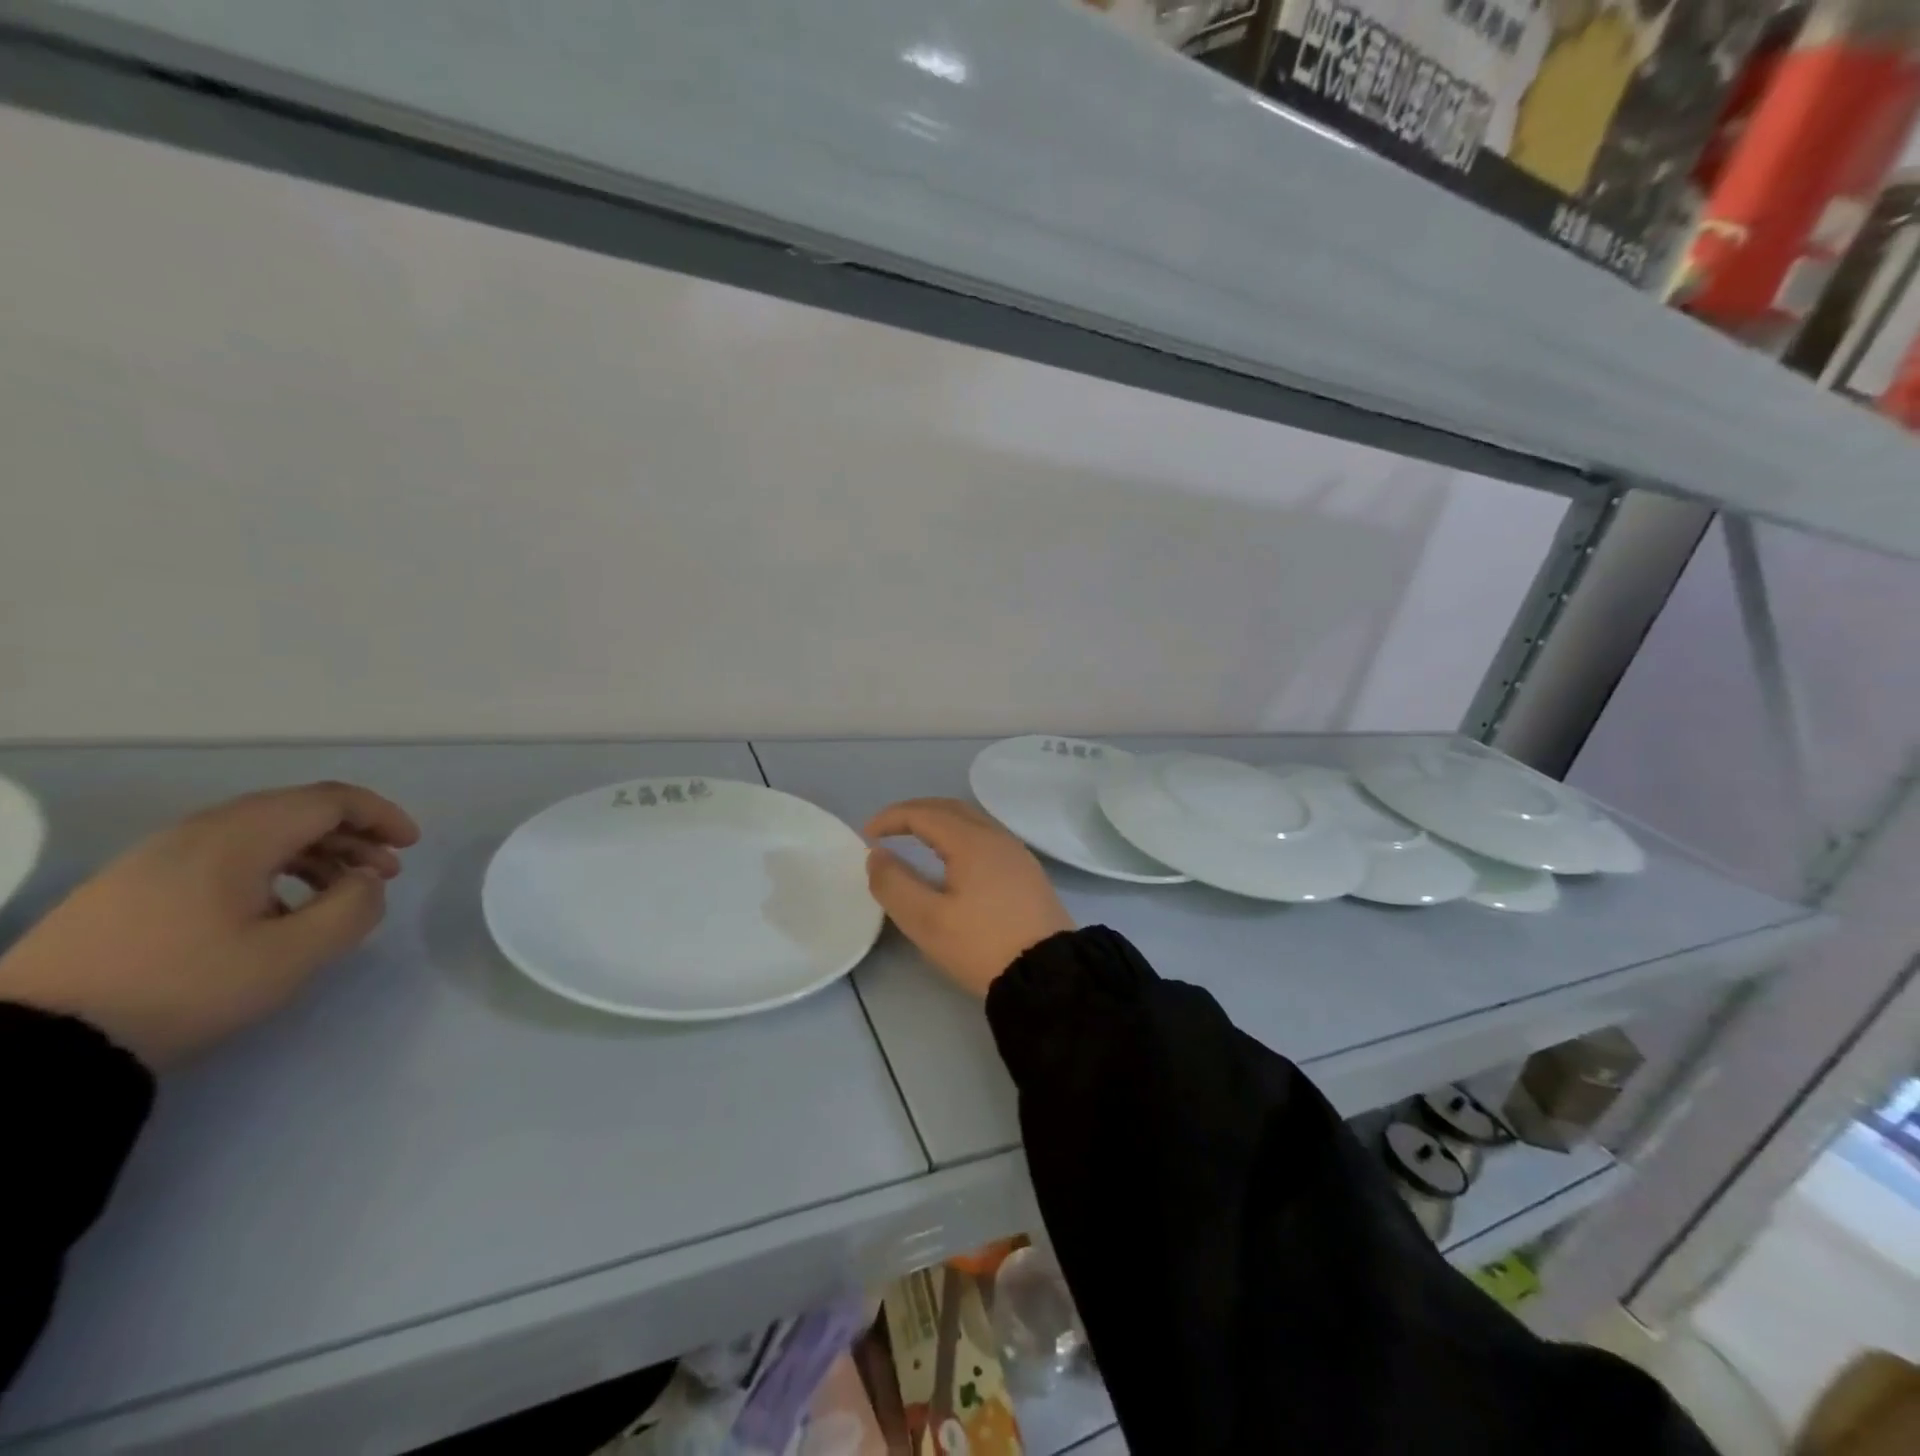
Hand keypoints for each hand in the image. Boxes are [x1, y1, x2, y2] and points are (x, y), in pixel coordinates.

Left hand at [0, 782, 419, 1068]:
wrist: (39, 1041)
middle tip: (385, 872)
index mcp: (238, 837)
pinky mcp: (135, 884)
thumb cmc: (185, 987)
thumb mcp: (291, 955)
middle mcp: (198, 831)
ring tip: (340, 892)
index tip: (412, 845)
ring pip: (261, 833)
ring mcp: (158, 856)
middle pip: (296, 811)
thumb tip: (366, 881)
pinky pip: (226, 856)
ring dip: (315, 853)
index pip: (329, 801)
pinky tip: (280, 910)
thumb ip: (352, 908)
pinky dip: (273, 868)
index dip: (381, 815)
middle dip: (353, 835)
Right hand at [864, 798, 1073, 997]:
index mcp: (972, 841)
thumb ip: (894, 884)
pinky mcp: (1026, 872)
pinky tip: (951, 860)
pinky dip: (958, 836)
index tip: (866, 835)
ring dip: (938, 822)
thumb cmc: (982, 944)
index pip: (924, 813)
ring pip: (971, 821)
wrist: (1049, 974)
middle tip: (887, 830)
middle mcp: (996, 836)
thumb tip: (876, 855)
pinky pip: (985, 837)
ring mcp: (1016, 853)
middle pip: (950, 808)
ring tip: (914, 841)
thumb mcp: (927, 921)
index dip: (891, 818)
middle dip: (914, 813)